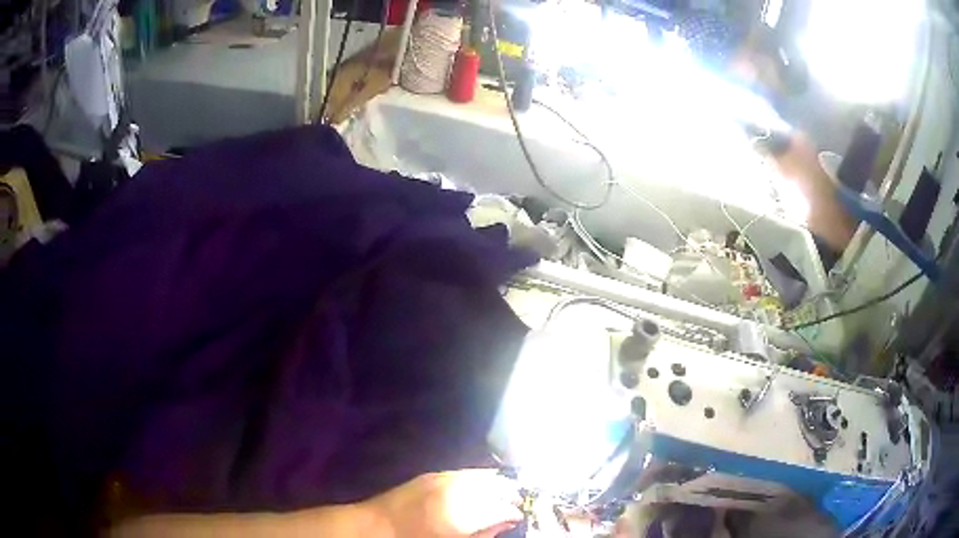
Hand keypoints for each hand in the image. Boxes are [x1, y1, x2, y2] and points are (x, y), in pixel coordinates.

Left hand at [363, 470, 522, 537]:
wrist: (373, 528)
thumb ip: (482, 534)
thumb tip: (505, 524)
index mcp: (461, 514)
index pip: (501, 507)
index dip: (514, 512)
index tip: (520, 517)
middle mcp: (454, 491)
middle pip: (495, 486)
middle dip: (509, 494)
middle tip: (517, 504)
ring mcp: (441, 479)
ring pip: (482, 476)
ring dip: (496, 484)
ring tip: (505, 493)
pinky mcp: (431, 475)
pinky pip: (464, 472)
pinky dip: (478, 477)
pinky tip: (482, 484)